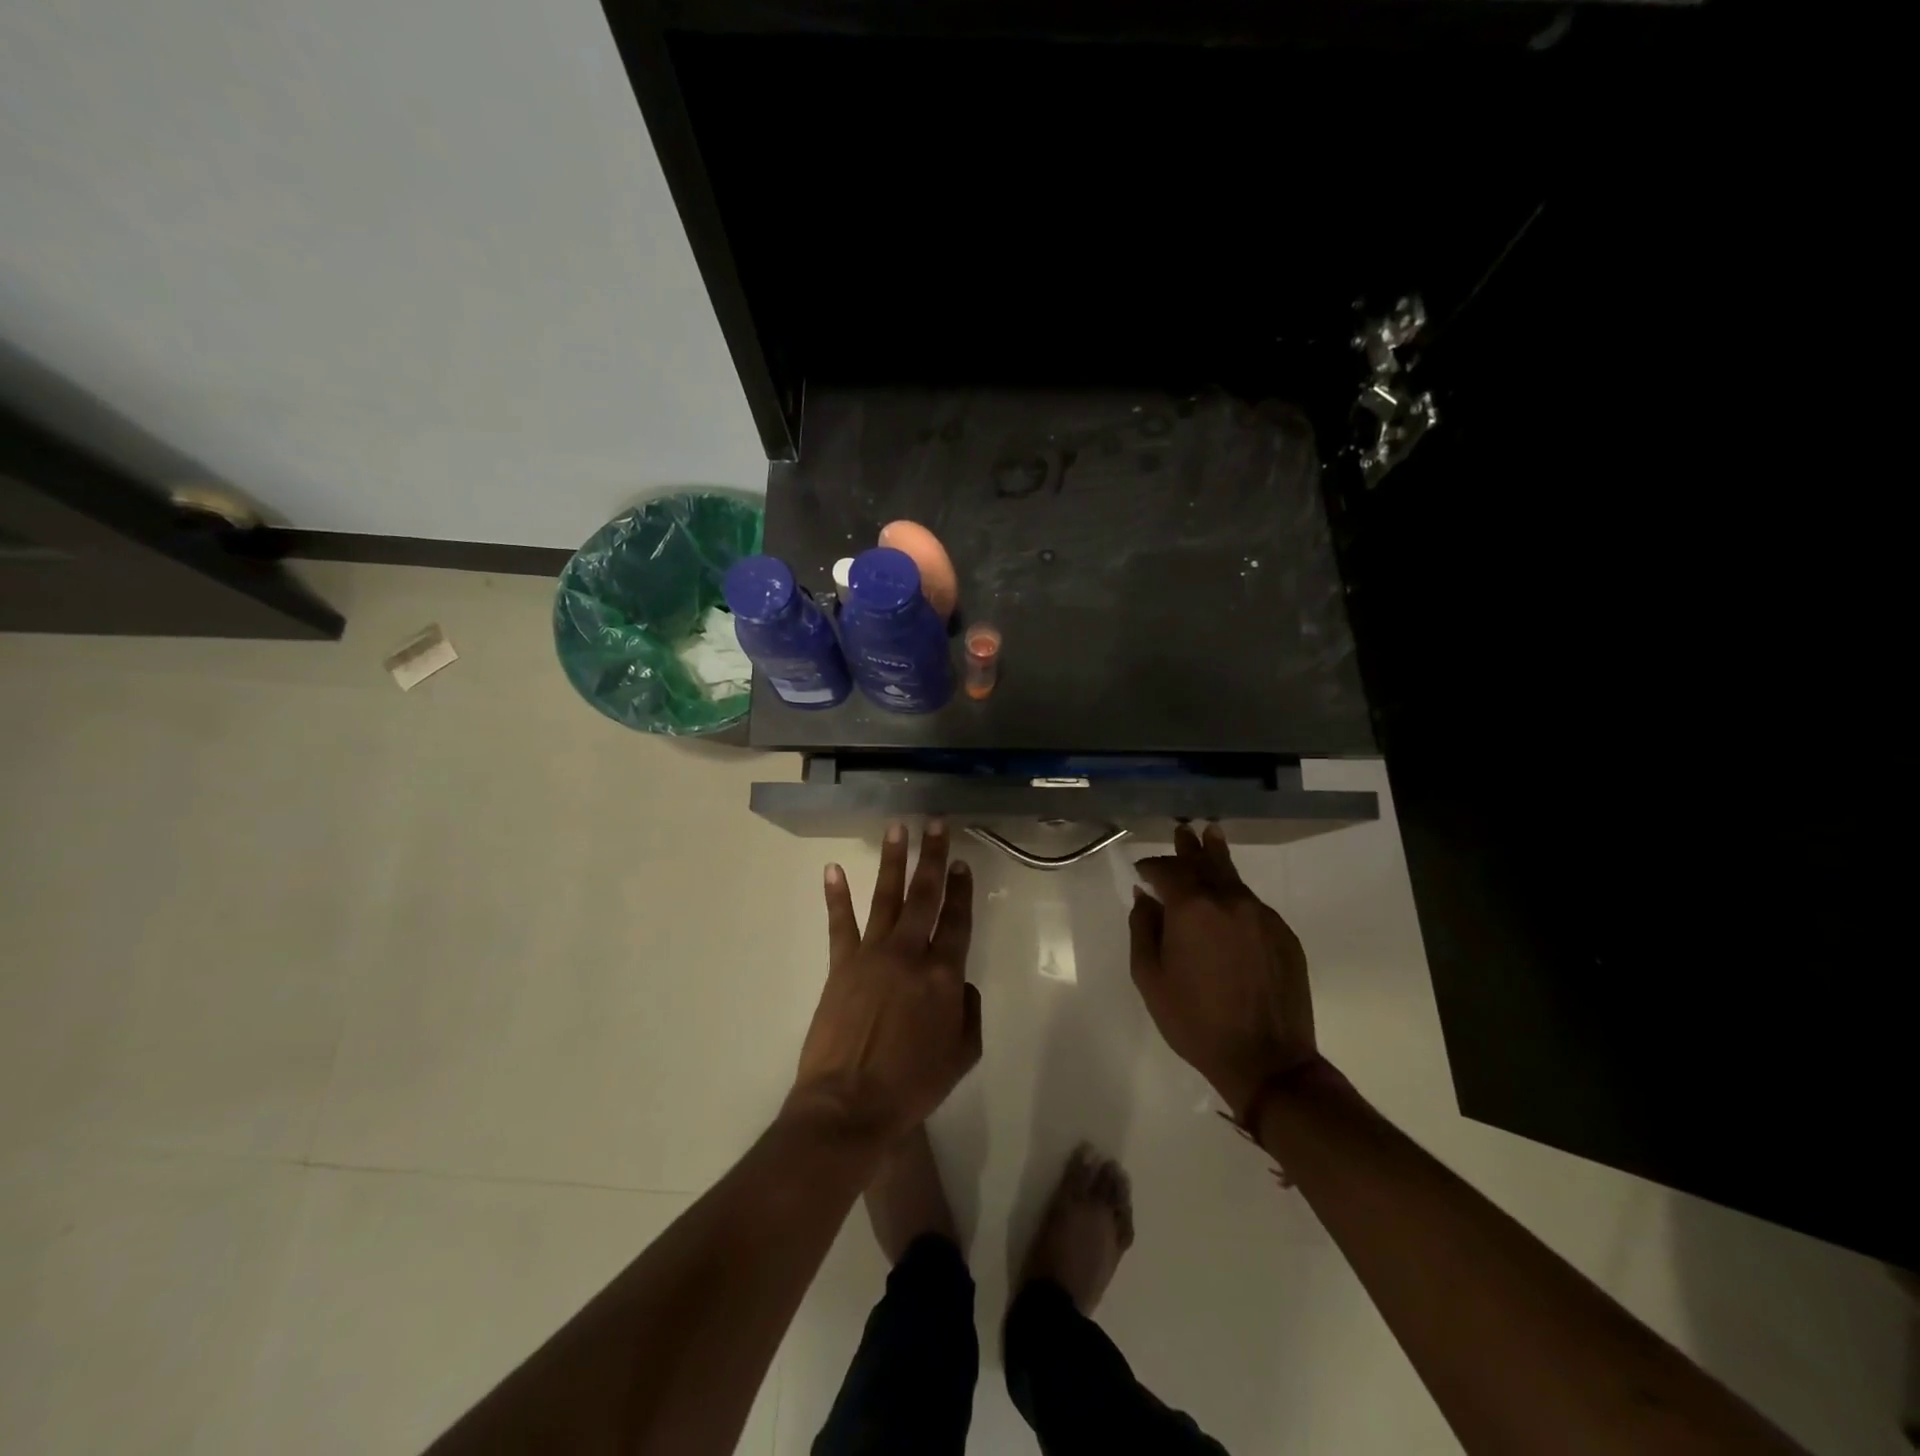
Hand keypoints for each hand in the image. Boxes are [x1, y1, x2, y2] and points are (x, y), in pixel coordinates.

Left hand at [787, 821, 980, 1144]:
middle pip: (925, 896)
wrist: (850, 1105)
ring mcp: (872, 955)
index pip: (957, 920)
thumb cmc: (912, 1085)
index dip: (961, 889)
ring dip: (892, 861)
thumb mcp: (962, 1055)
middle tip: (936, 825)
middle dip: (933, 857)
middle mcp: (910, 954)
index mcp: (944, 975)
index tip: (962, 862)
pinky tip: (833, 869)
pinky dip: (836, 896)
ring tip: (897, 829)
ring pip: (886, 897)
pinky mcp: (841, 965)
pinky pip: (839, 924)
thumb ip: (969, 1012)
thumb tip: (962, 982)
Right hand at [1130, 824, 1316, 1118]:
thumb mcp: (1150, 978)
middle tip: (1183, 831)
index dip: (1152, 866)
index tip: (1141, 869)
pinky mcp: (1283, 935)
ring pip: (1233, 878)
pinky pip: (1252, 904)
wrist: (1267, 1060)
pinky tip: (1229, 900)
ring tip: (1210, 836)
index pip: (1168, 870)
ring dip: (1217, 859)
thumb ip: (1143, 929)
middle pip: (1206, 863)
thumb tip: (1145, 897)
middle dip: (1189, 848)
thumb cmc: (1196, 1021)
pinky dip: (1235, 895)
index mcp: (1192, 908)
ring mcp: (1261, 916)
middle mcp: (1229, 901)